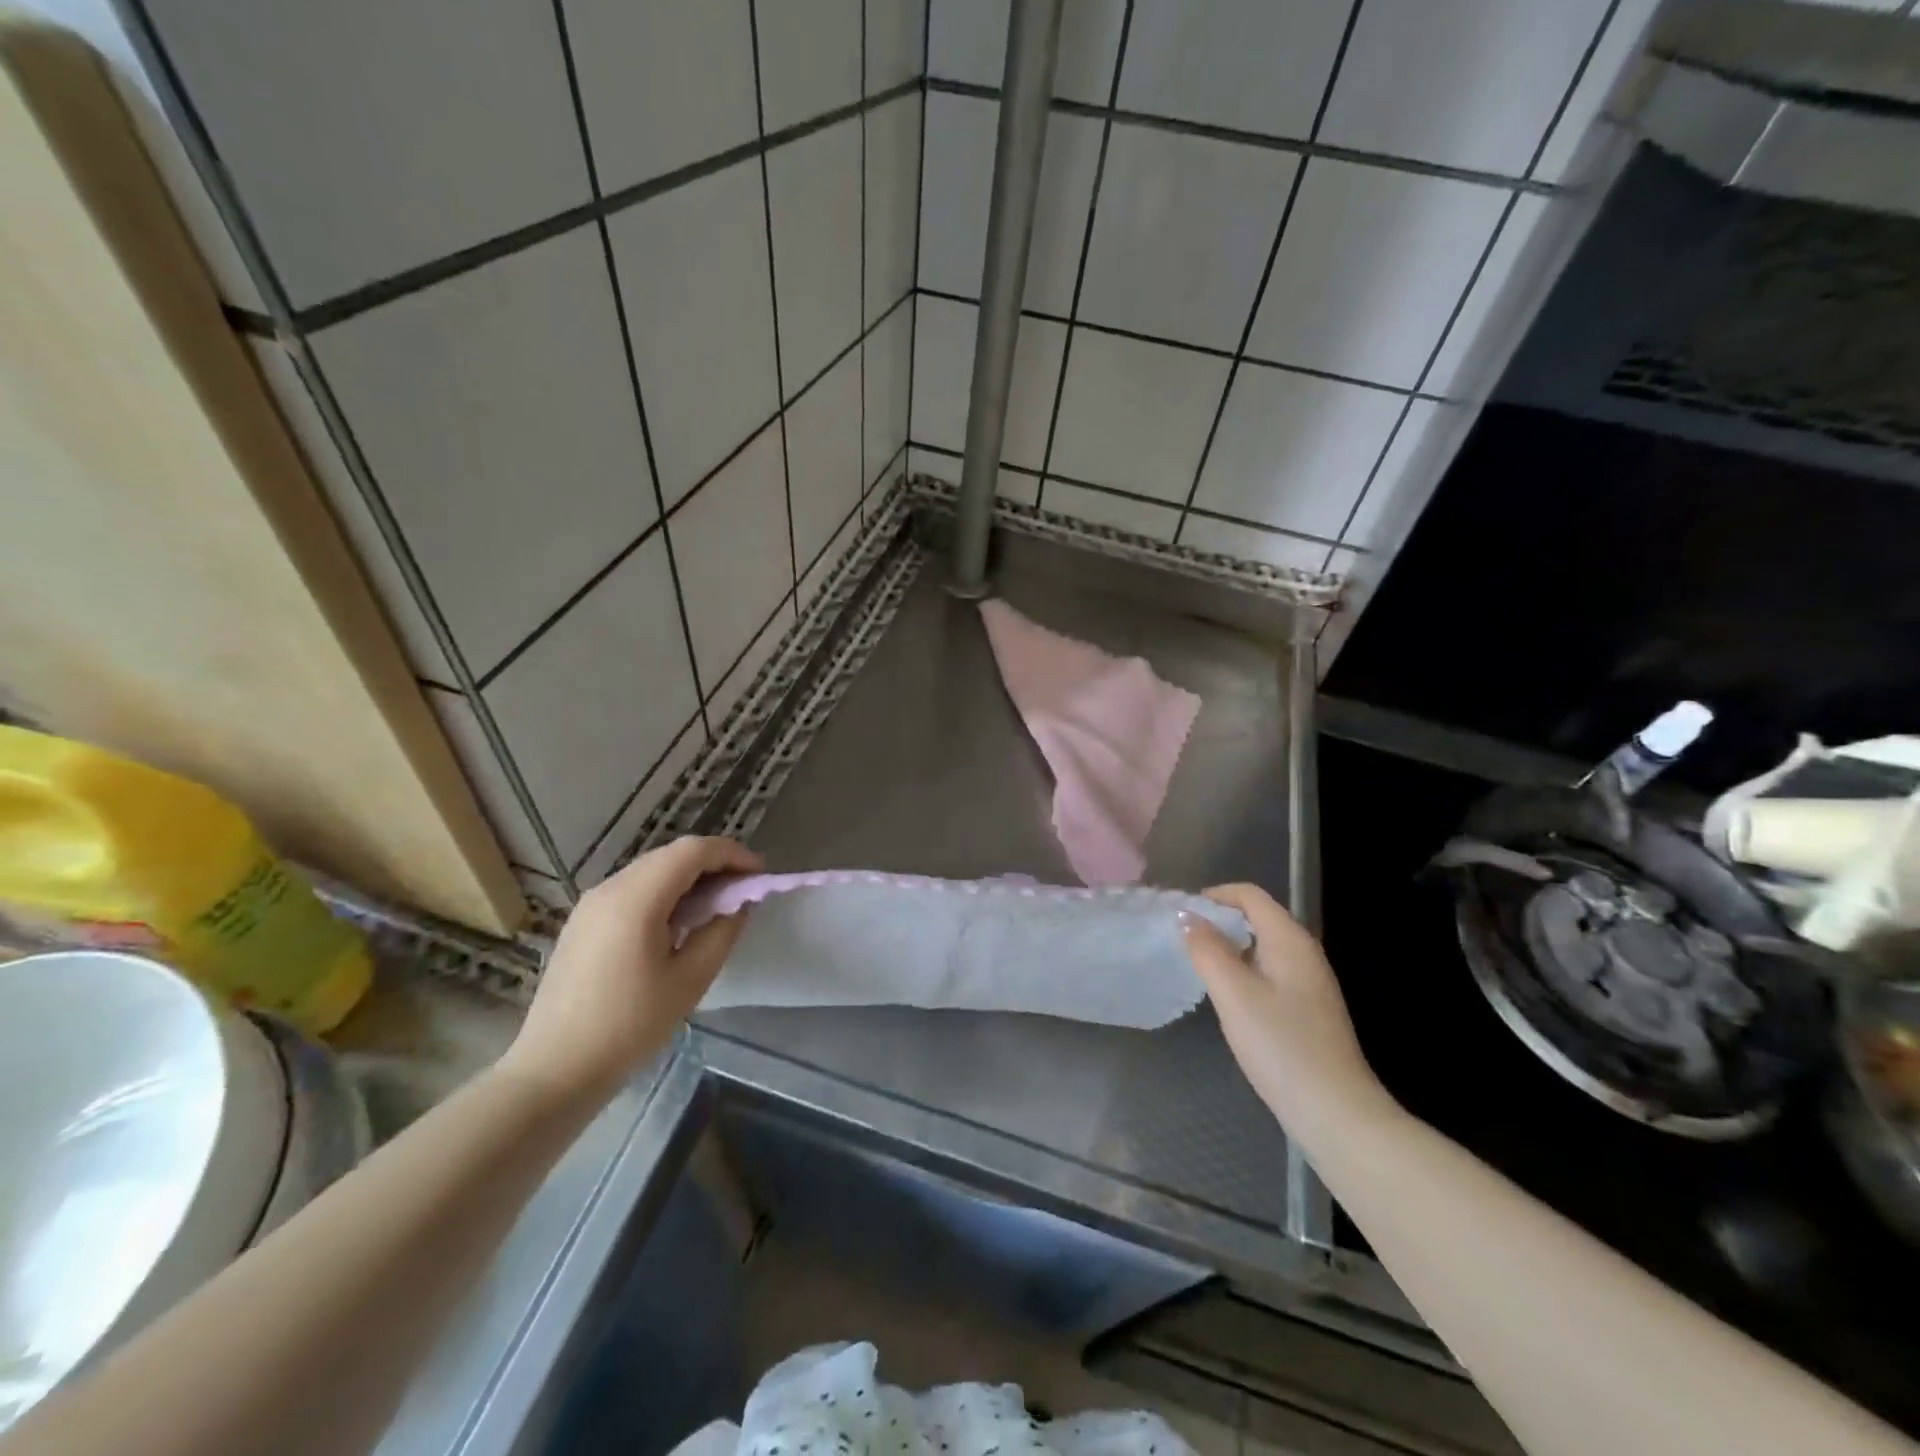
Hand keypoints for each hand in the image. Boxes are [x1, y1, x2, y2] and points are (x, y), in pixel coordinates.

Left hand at [500, 836, 761, 1103]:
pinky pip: (633, 889)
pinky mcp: (583, 922)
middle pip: (671, 855)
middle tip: (744, 890)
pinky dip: (665, 892)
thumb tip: (740, 902)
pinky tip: (679, 922)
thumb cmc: (630, 1026)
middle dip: (713, 864)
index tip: (760, 874)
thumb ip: (722, 931)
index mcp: (636, 898)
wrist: (555, 1070)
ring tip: (717, 906)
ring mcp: (591, 904)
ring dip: (689, 878)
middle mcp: (610, 888)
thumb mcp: (690, 979)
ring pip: (652, 870)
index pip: (693, 851)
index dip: (732, 854)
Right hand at [1182, 884, 1390, 1130]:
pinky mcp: (1309, 1010)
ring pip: (1263, 947)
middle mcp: (1305, 953)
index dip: (1214, 896)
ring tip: (1199, 966)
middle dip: (1219, 921)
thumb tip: (1187, 916)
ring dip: (1230, 948)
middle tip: (1184, 940)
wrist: (1335, 1112)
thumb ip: (1207, 949)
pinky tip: (1228, 998)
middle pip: (1258, 918)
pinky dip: (1244, 971)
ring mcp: (1310, 983)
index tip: (1181, 914)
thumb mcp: (1233, 993)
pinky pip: (1270, 972)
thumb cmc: (1280, 1046)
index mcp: (1290, 940)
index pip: (1250, 895)